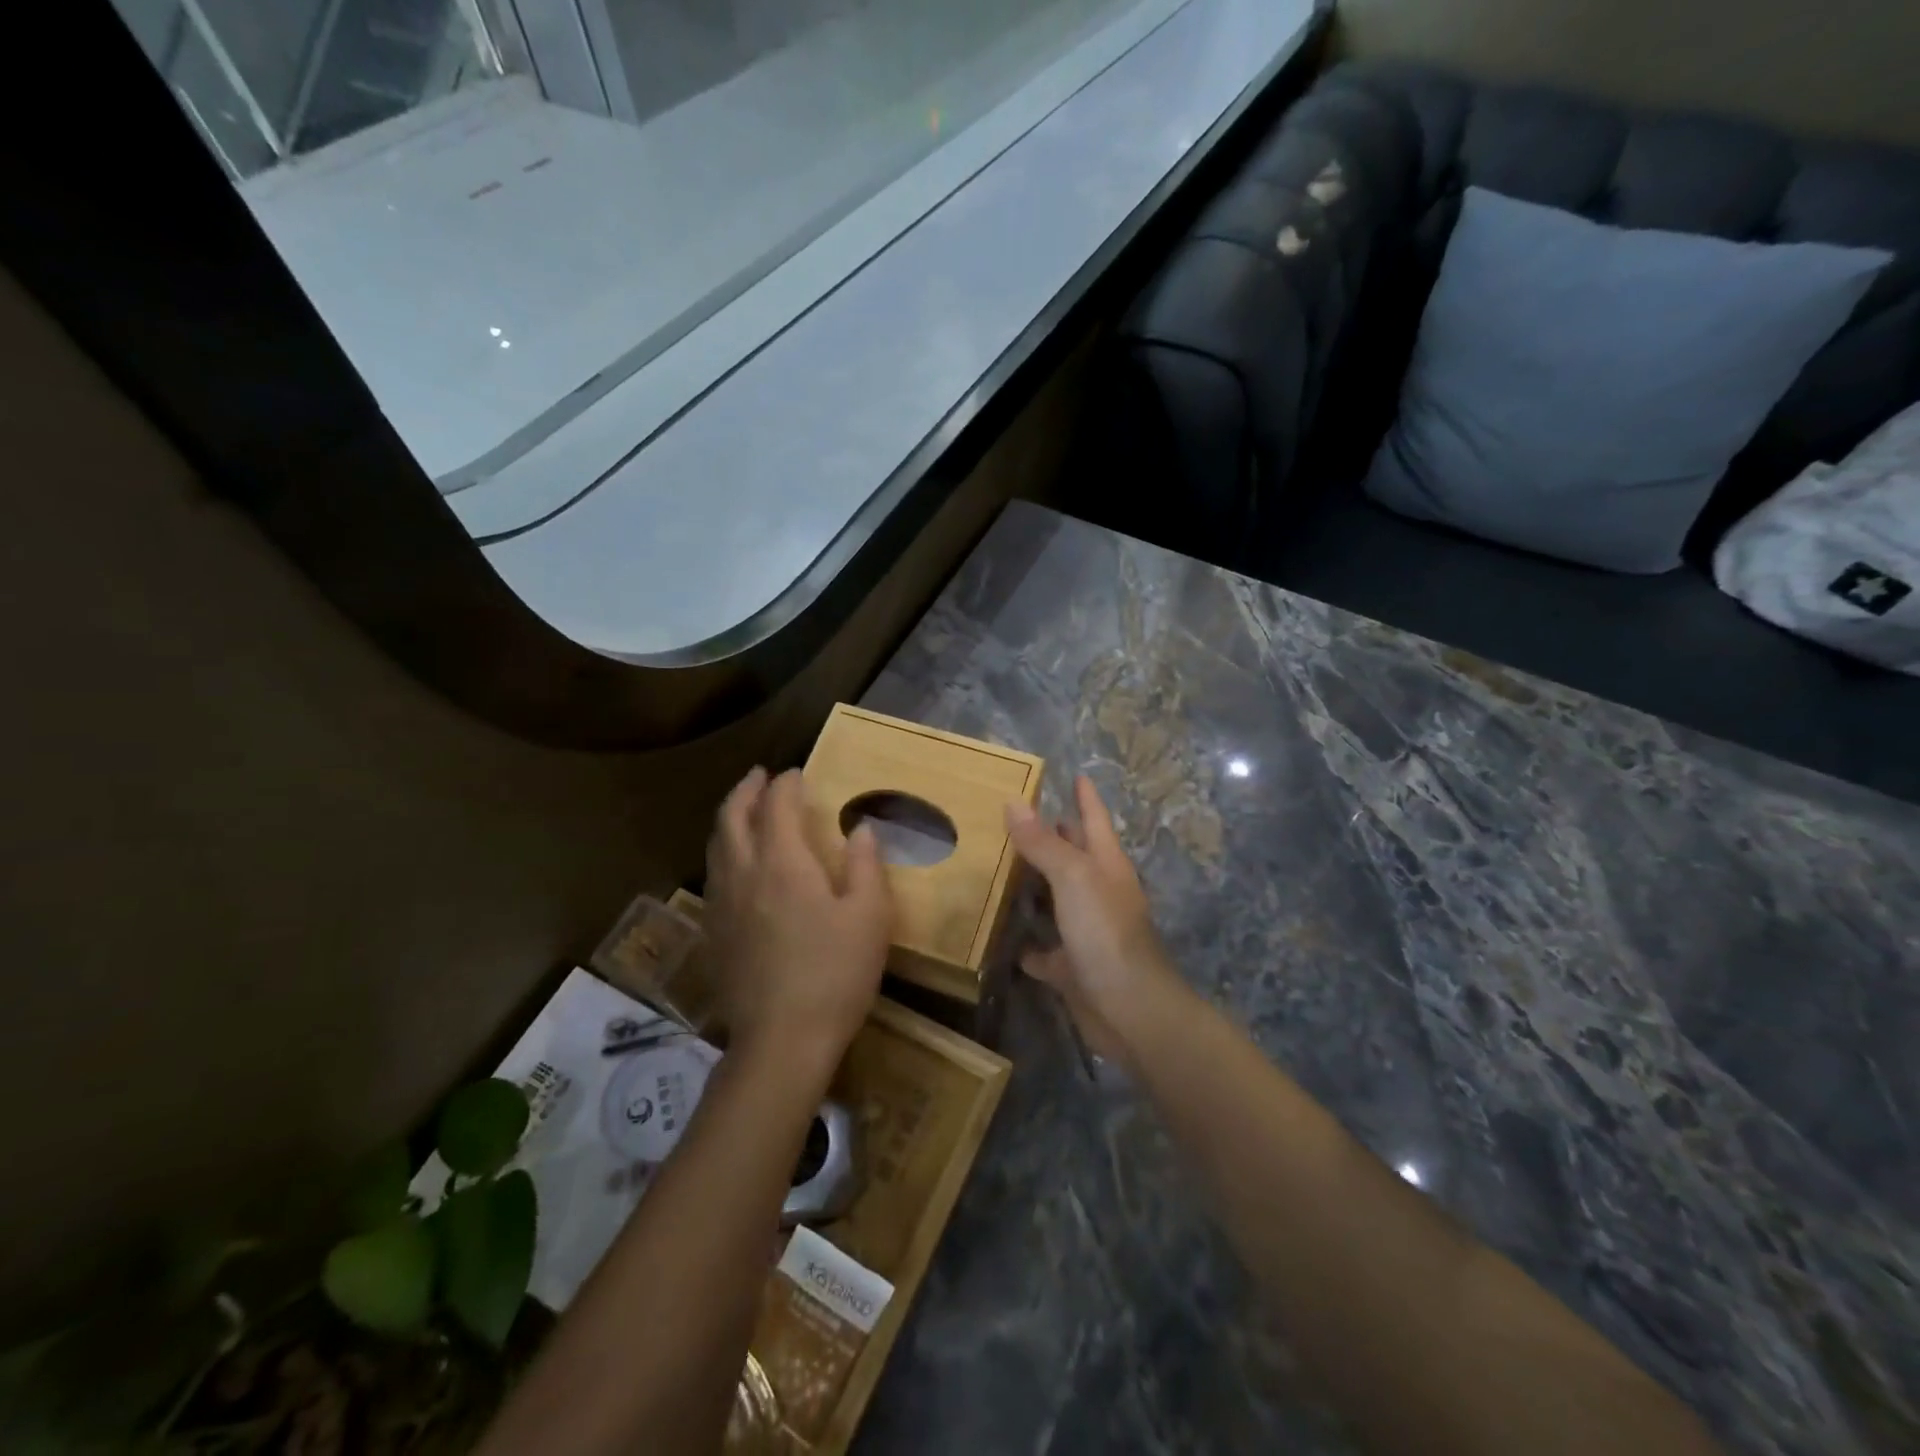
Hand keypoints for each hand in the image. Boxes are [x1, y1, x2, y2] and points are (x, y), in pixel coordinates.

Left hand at [705, 768, 892, 1079]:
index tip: (798, 773)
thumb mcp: (869, 916)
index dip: (786, 784)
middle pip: (731, 816)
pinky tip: (739, 866)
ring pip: (716, 845)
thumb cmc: (835, 973)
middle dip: (746, 790)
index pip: (777, 805)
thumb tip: (861, 829)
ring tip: (746, 811)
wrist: (782, 1040)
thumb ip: (864, 865)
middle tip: (760, 776)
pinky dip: (724, 852)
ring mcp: (721, 904)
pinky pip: (713, 874)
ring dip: (730, 818)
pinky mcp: (713, 933)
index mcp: (782, 862)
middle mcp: (743, 873)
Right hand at [1005, 775, 1190, 1067]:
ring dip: (1034, 888)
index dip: (1086, 797)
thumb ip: (1044, 843)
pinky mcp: (1072, 968)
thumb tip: (1014, 802)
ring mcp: (1087, 932)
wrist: (1131, 1010)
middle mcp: (1099, 894)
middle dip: (1053, 836)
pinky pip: (1043, 951)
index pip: (1095, 820)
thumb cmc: (1107, 933)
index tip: (1076, 774)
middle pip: (1074, 857)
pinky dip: (1026, 945)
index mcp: (1106, 866)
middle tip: (1016, 817)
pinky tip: (1001, 937)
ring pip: (1056, 901)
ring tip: (997, 869)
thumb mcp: (1073, 878)